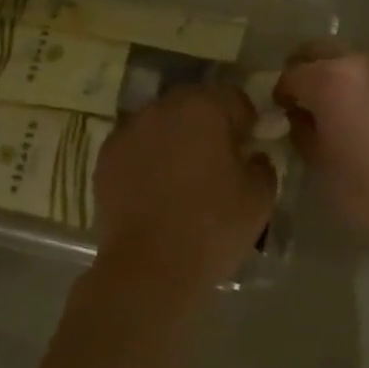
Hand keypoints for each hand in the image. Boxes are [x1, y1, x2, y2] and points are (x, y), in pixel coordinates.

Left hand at [93, 85, 276, 292]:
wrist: (149, 269)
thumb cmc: (212, 228)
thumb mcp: (260, 197)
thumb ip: (262, 164)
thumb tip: (252, 155)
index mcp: (202, 108)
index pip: (233, 98)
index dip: (246, 121)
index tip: (250, 146)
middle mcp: (161, 109)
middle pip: (193, 104)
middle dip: (208, 124)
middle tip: (218, 159)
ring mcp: (128, 132)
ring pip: (161, 123)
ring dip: (175, 138)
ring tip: (183, 175)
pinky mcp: (105, 157)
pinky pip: (136, 146)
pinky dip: (148, 157)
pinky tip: (155, 189)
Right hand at [275, 48, 368, 267]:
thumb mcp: (324, 172)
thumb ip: (304, 134)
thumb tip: (301, 117)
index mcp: (332, 82)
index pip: (292, 74)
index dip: (283, 93)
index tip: (286, 112)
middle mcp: (366, 60)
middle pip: (325, 51)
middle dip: (314, 71)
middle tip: (318, 101)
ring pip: (368, 61)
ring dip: (358, 79)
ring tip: (367, 111)